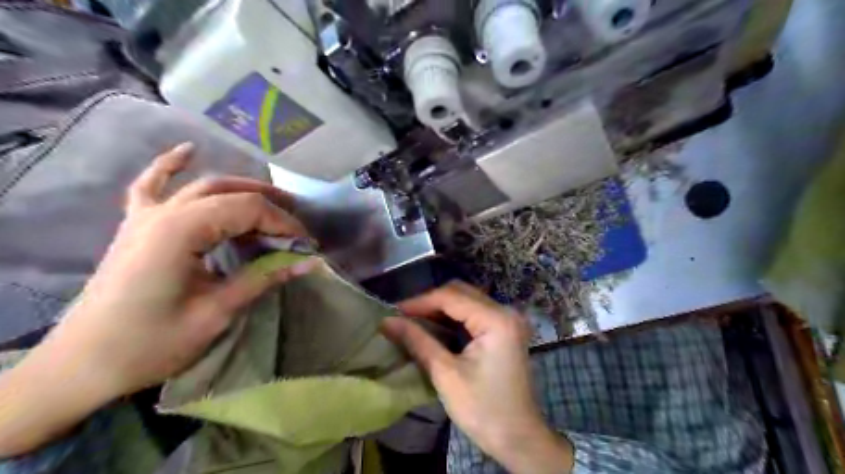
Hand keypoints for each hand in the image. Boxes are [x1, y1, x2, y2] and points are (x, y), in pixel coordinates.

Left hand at [0, 142, 316, 457]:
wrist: (84, 364)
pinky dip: (170, 165)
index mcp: (181, 231)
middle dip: (270, 206)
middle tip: (297, 227)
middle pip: (230, 193)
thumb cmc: (151, 343)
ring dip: (242, 189)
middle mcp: (164, 212)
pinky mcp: (135, 225)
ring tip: (273, 201)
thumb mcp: (216, 313)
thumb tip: (309, 263)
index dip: (283, 224)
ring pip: (203, 186)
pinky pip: (151, 185)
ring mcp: (145, 216)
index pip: (248, 209)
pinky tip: (187, 150)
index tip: (306, 245)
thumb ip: (263, 279)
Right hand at [383, 283, 573, 471]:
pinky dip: (452, 318)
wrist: (518, 438)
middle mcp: (505, 312)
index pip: (451, 297)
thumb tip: (387, 321)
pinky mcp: (505, 331)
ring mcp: (507, 320)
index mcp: (496, 319)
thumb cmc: (483, 409)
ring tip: (412, 321)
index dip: (419, 302)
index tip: (393, 312)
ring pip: (466, 301)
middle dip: (429, 302)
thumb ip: (417, 341)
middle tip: (402, 317)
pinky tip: (434, 328)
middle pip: (460, 293)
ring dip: (439, 309)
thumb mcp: (445, 374)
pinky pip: (474, 313)